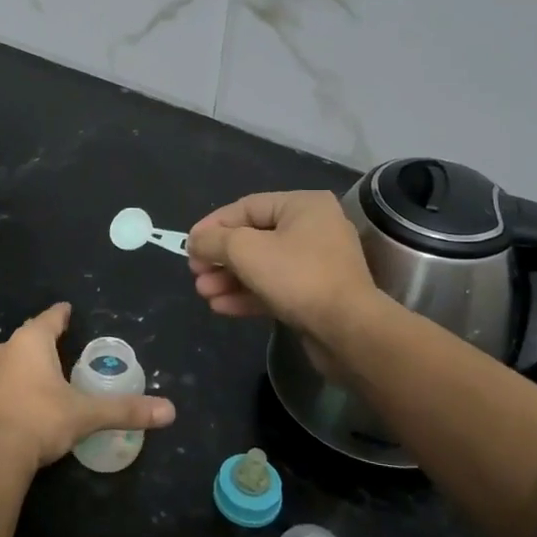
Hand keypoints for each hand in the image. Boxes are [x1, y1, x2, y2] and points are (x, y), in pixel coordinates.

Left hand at [0, 303, 174, 472]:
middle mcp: (4, 348)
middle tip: (61, 342)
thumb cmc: (41, 421)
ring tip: (43, 370)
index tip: (68, 310)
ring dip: (25, 361)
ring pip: (10, 357)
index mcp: (31, 342)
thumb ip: (126, 410)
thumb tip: (169, 411)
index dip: (61, 314)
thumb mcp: (86, 415)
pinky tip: (20, 397)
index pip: (50, 318)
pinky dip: (11, 383)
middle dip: (44, 338)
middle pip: (28, 336)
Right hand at [186, 192, 386, 374]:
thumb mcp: (245, 250)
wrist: (348, 331)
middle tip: (195, 273)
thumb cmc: (296, 277)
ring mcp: (316, 263)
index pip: (246, 208)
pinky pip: (274, 287)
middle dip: (220, 258)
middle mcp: (313, 228)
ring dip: (229, 278)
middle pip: (253, 237)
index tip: (188, 245)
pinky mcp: (315, 294)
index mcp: (303, 206)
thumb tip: (195, 241)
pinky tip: (221, 307)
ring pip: (261, 265)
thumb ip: (214, 241)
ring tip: (203, 293)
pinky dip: (247, 294)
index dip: (212, 226)